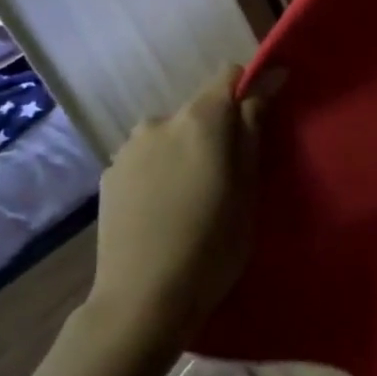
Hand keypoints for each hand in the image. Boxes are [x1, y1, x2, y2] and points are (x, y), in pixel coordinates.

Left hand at [87, 64, 279, 340]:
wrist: (143, 300)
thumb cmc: (213, 244)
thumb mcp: (249, 189)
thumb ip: (253, 130)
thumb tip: (267, 80)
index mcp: (200, 120)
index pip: (228, 76)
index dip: (249, 91)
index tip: (263, 123)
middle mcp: (159, 121)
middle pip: (199, 110)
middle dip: (218, 132)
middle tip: (230, 179)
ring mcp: (127, 148)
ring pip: (171, 136)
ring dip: (187, 152)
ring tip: (194, 199)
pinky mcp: (109, 175)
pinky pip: (147, 159)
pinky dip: (161, 172)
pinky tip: (165, 211)